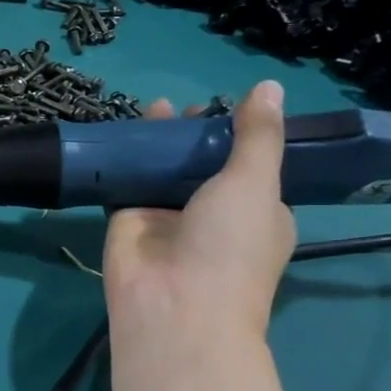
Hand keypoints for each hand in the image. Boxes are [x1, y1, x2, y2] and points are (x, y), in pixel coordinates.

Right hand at [102, 80, 295, 341]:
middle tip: (185, 110)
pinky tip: (121, 131)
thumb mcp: (256, 182)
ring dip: (159, 142)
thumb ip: (258, 135)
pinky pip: (126, 181)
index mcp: (257, 213)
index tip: (228, 106)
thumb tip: (269, 86)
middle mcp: (213, 215)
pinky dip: (123, 158)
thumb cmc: (230, 245)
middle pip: (202, 164)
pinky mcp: (128, 219)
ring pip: (163, 170)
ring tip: (155, 108)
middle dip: (194, 135)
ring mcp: (168, 217)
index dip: (240, 136)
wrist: (173, 305)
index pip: (250, 166)